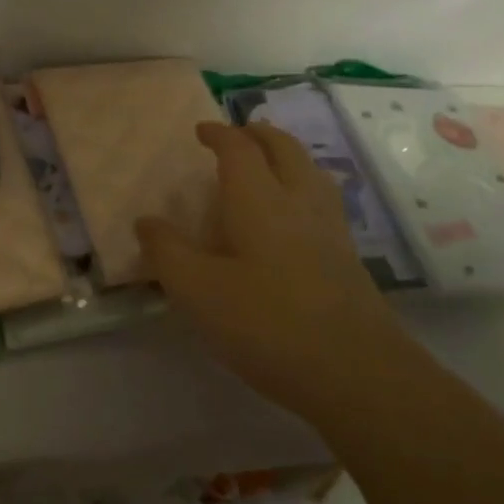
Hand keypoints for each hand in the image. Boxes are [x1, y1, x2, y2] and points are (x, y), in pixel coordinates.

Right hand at [137, 122, 394, 418]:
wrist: (357, 372)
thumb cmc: (267, 323)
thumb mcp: (198, 291)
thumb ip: (168, 252)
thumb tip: (146, 221)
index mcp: (259, 199)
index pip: (239, 149)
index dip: (219, 134)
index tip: (202, 130)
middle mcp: (298, 201)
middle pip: (284, 149)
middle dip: (260, 135)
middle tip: (240, 134)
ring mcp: (330, 229)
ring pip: (310, 172)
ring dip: (287, 156)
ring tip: (270, 165)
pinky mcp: (348, 258)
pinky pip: (323, 201)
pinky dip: (304, 188)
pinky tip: (295, 218)